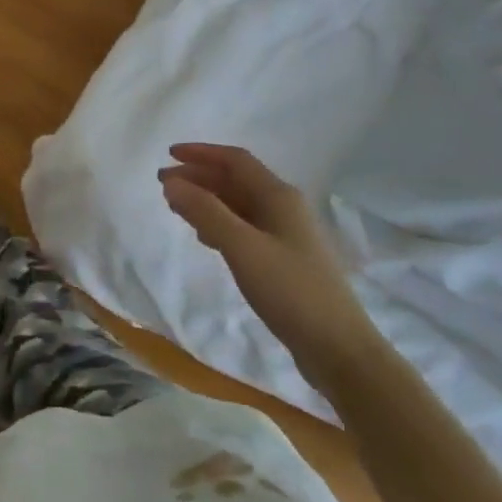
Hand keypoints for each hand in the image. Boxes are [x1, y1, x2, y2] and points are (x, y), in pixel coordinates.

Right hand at [159, 143, 382, 390]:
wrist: (338, 347)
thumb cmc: (290, 290)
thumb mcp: (242, 247)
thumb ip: (205, 212)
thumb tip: (172, 182)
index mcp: (278, 196)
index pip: (235, 161)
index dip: (201, 153)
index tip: (168, 155)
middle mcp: (284, 208)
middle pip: (236, 180)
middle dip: (199, 177)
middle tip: (164, 184)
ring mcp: (286, 235)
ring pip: (239, 205)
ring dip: (207, 200)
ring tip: (177, 207)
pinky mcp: (284, 260)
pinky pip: (245, 228)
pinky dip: (219, 223)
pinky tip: (205, 237)